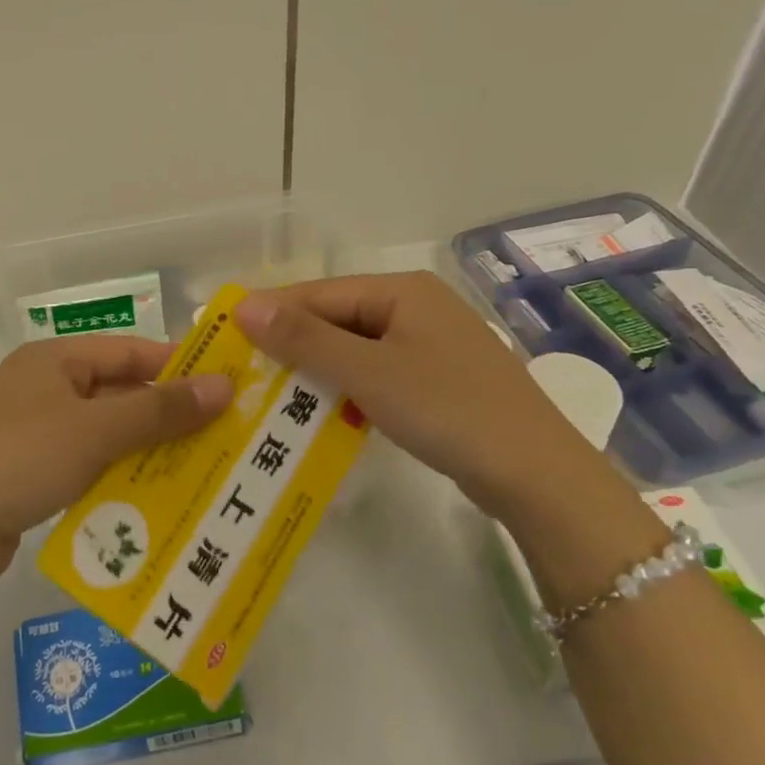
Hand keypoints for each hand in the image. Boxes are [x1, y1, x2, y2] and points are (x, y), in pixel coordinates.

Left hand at [0, 336, 232, 581]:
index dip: (176, 366)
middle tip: (216, 438)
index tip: (223, 387)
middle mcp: (38, 386)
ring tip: (190, 472)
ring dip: (139, 450)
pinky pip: (78, 464)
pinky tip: (139, 501)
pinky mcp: (18, 472)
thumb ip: (160, 409)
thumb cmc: (20, 458)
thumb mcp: (96, 430)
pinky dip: (109, 476)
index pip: (128, 350)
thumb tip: (223, 384)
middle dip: (162, 415)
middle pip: (114, 392)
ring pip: (99, 432)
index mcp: (52, 359)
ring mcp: (25, 430)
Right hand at [234, 272, 607, 518]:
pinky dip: (348, 387)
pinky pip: (377, 371)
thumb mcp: (368, 372)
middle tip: (245, 371)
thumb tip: (243, 305)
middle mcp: (417, 306)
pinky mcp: (438, 378)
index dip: (272, 313)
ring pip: (356, 347)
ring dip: (318, 368)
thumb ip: (305, 338)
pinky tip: (323, 410)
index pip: (320, 293)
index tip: (227, 336)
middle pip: (338, 317)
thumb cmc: (448, 409)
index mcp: (402, 289)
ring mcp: (431, 343)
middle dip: (293, 344)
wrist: (537, 475)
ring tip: (272, 393)